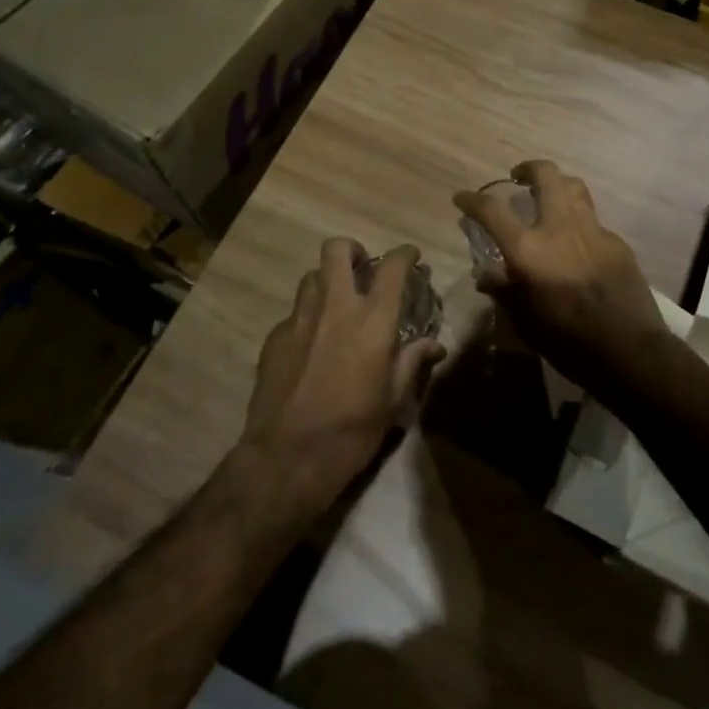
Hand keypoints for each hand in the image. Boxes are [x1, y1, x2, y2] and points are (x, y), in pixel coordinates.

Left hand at [239, 239, 445, 516]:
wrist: (287, 458)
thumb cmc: (352, 430)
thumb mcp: (393, 400)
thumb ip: (412, 362)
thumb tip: (434, 345)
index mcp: (372, 320)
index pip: (392, 267)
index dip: (405, 254)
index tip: (411, 256)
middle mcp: (335, 307)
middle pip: (337, 250)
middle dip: (353, 250)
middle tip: (364, 267)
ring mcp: (299, 319)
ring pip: (312, 276)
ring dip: (328, 281)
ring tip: (338, 304)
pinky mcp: (274, 338)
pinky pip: (295, 312)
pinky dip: (309, 317)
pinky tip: (314, 344)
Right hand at [454, 161, 668, 389]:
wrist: (628, 351)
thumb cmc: (567, 341)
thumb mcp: (524, 321)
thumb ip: (503, 290)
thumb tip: (486, 274)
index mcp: (529, 249)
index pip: (492, 210)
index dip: (472, 200)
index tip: (462, 198)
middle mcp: (560, 228)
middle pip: (546, 175)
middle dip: (528, 168)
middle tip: (518, 177)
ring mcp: (593, 231)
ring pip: (574, 187)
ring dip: (557, 185)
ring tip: (548, 198)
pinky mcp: (617, 242)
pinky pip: (593, 220)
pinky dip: (578, 222)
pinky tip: (576, 244)